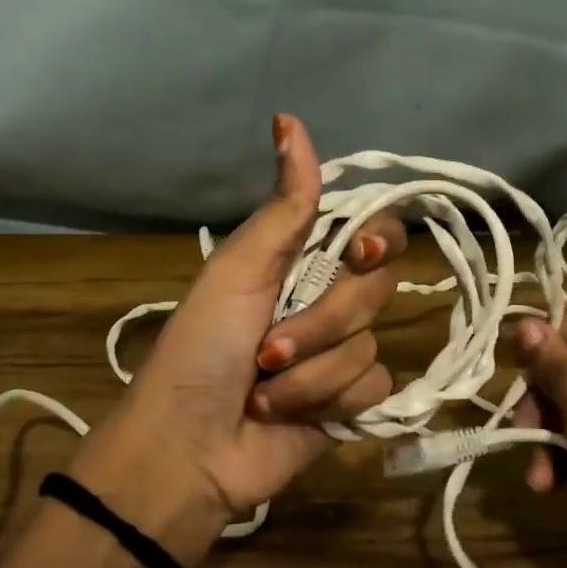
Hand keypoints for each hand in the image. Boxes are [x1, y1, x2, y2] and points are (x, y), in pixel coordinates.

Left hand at [73, 115, 404, 557]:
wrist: (188, 447)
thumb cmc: (202, 348)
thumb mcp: (239, 269)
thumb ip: (284, 205)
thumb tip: (289, 120)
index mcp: (300, 263)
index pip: (372, 232)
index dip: (378, 238)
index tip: (356, 253)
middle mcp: (327, 303)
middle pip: (375, 290)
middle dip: (320, 323)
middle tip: (266, 349)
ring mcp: (340, 355)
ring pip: (369, 345)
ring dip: (311, 373)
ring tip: (263, 391)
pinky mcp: (350, 404)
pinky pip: (373, 388)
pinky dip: (328, 402)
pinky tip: (290, 417)